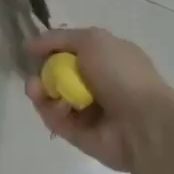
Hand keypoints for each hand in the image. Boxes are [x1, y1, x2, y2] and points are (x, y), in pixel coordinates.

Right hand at [26, 27, 173, 172]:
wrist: (143, 123)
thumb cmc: (121, 74)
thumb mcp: (92, 40)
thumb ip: (59, 38)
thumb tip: (30, 44)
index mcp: (107, 58)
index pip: (71, 50)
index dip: (50, 49)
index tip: (31, 50)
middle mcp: (98, 83)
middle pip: (57, 75)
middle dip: (41, 73)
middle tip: (33, 77)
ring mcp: (89, 110)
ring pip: (53, 98)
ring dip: (41, 92)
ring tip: (37, 91)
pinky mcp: (80, 135)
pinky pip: (57, 121)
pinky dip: (52, 113)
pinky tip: (58, 109)